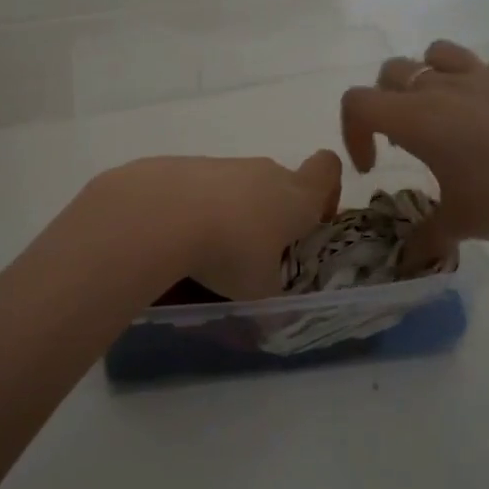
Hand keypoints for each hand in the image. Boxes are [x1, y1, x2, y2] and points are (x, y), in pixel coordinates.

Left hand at [89, 151, 342, 300]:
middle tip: (255, 255)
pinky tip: (177, 239)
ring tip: (207, 253)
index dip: (327, 191)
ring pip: (238, 187)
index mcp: (297, 197)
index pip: (328, 169)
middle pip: (280, 183)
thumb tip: (272, 323)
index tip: (312, 221)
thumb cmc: (229, 253)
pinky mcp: (184, 165)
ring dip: (231, 214)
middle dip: (272, 215)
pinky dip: (195, 210)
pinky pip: (201, 188)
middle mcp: (264, 173)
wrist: (161, 213)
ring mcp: (222, 165)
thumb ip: (271, 304)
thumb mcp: (258, 293)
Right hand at [341, 40, 488, 259]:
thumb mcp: (460, 225)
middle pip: (393, 71)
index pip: (357, 103)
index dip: (353, 132)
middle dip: (387, 101)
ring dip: (432, 74)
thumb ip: (426, 239)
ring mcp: (488, 77)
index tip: (374, 167)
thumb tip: (407, 261)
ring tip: (446, 110)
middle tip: (407, 140)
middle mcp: (444, 87)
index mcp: (416, 118)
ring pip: (441, 52)